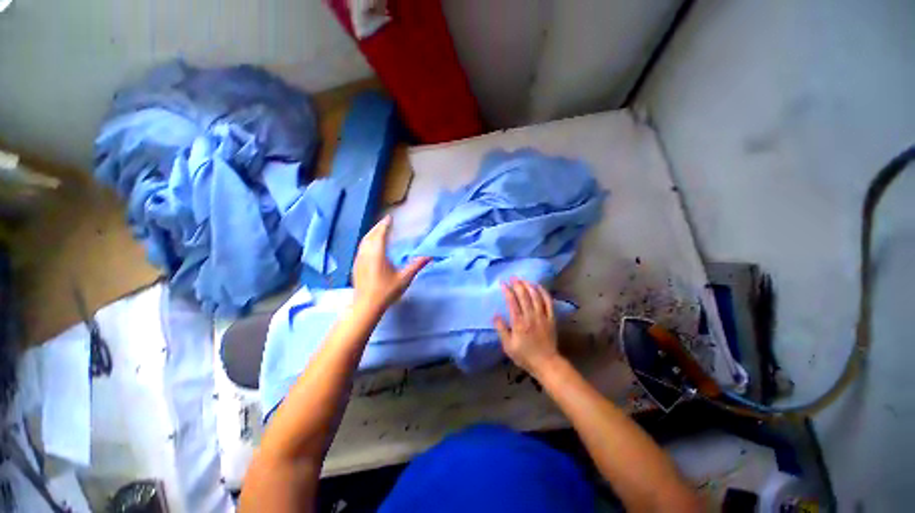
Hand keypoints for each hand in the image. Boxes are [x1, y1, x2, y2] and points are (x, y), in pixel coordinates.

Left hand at [353, 216, 430, 315]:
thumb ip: (416, 265)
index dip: (384, 225)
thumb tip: (429, 256)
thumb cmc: (386, 291)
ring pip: (363, 242)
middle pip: (370, 235)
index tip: (389, 217)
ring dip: (371, 234)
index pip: (380, 234)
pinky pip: (361, 248)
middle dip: (377, 227)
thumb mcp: (404, 278)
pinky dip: (367, 242)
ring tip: (378, 231)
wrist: (366, 306)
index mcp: (377, 254)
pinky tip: (371, 247)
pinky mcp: (356, 266)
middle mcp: (365, 254)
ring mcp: (359, 260)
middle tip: (385, 222)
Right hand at [494, 278, 561, 374]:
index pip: (512, 302)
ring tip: (523, 279)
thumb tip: (495, 315)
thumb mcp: (508, 346)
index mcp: (519, 323)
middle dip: (517, 284)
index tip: (503, 283)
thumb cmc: (524, 355)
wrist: (546, 363)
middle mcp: (531, 316)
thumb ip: (501, 329)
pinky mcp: (551, 318)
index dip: (507, 290)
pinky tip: (538, 286)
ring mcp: (542, 316)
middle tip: (512, 277)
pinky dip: (543, 292)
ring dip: (529, 285)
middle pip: (524, 295)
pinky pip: (548, 302)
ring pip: (536, 296)